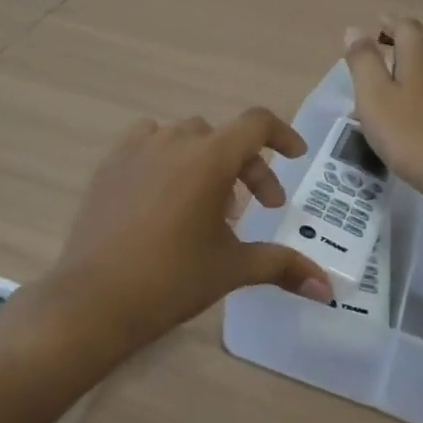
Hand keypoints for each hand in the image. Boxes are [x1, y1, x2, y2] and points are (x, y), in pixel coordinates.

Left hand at [48, 108, 333, 355]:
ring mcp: (137, 148)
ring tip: (206, 202)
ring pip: (185, 137)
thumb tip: (328, 288)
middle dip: (247, 168)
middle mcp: (175, 141)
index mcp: (210, 158)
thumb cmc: (172, 279)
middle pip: (223, 138)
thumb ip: (283, 266)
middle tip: (254, 208)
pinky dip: (166, 156)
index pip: (256, 124)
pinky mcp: (110, 163)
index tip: (294, 156)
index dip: (281, 135)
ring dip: (206, 160)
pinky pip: (147, 142)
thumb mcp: (232, 268)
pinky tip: (164, 192)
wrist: (94, 298)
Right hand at [344, 17, 422, 211]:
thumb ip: (363, 62)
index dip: (391, 23)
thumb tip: (355, 29)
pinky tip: (410, 136)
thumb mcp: (375, 97)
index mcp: (418, 63)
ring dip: (406, 90)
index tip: (377, 23)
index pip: (407, 29)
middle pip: (418, 57)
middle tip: (369, 78)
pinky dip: (419, 113)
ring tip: (385, 113)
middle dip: (395, 61)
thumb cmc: (413, 135)